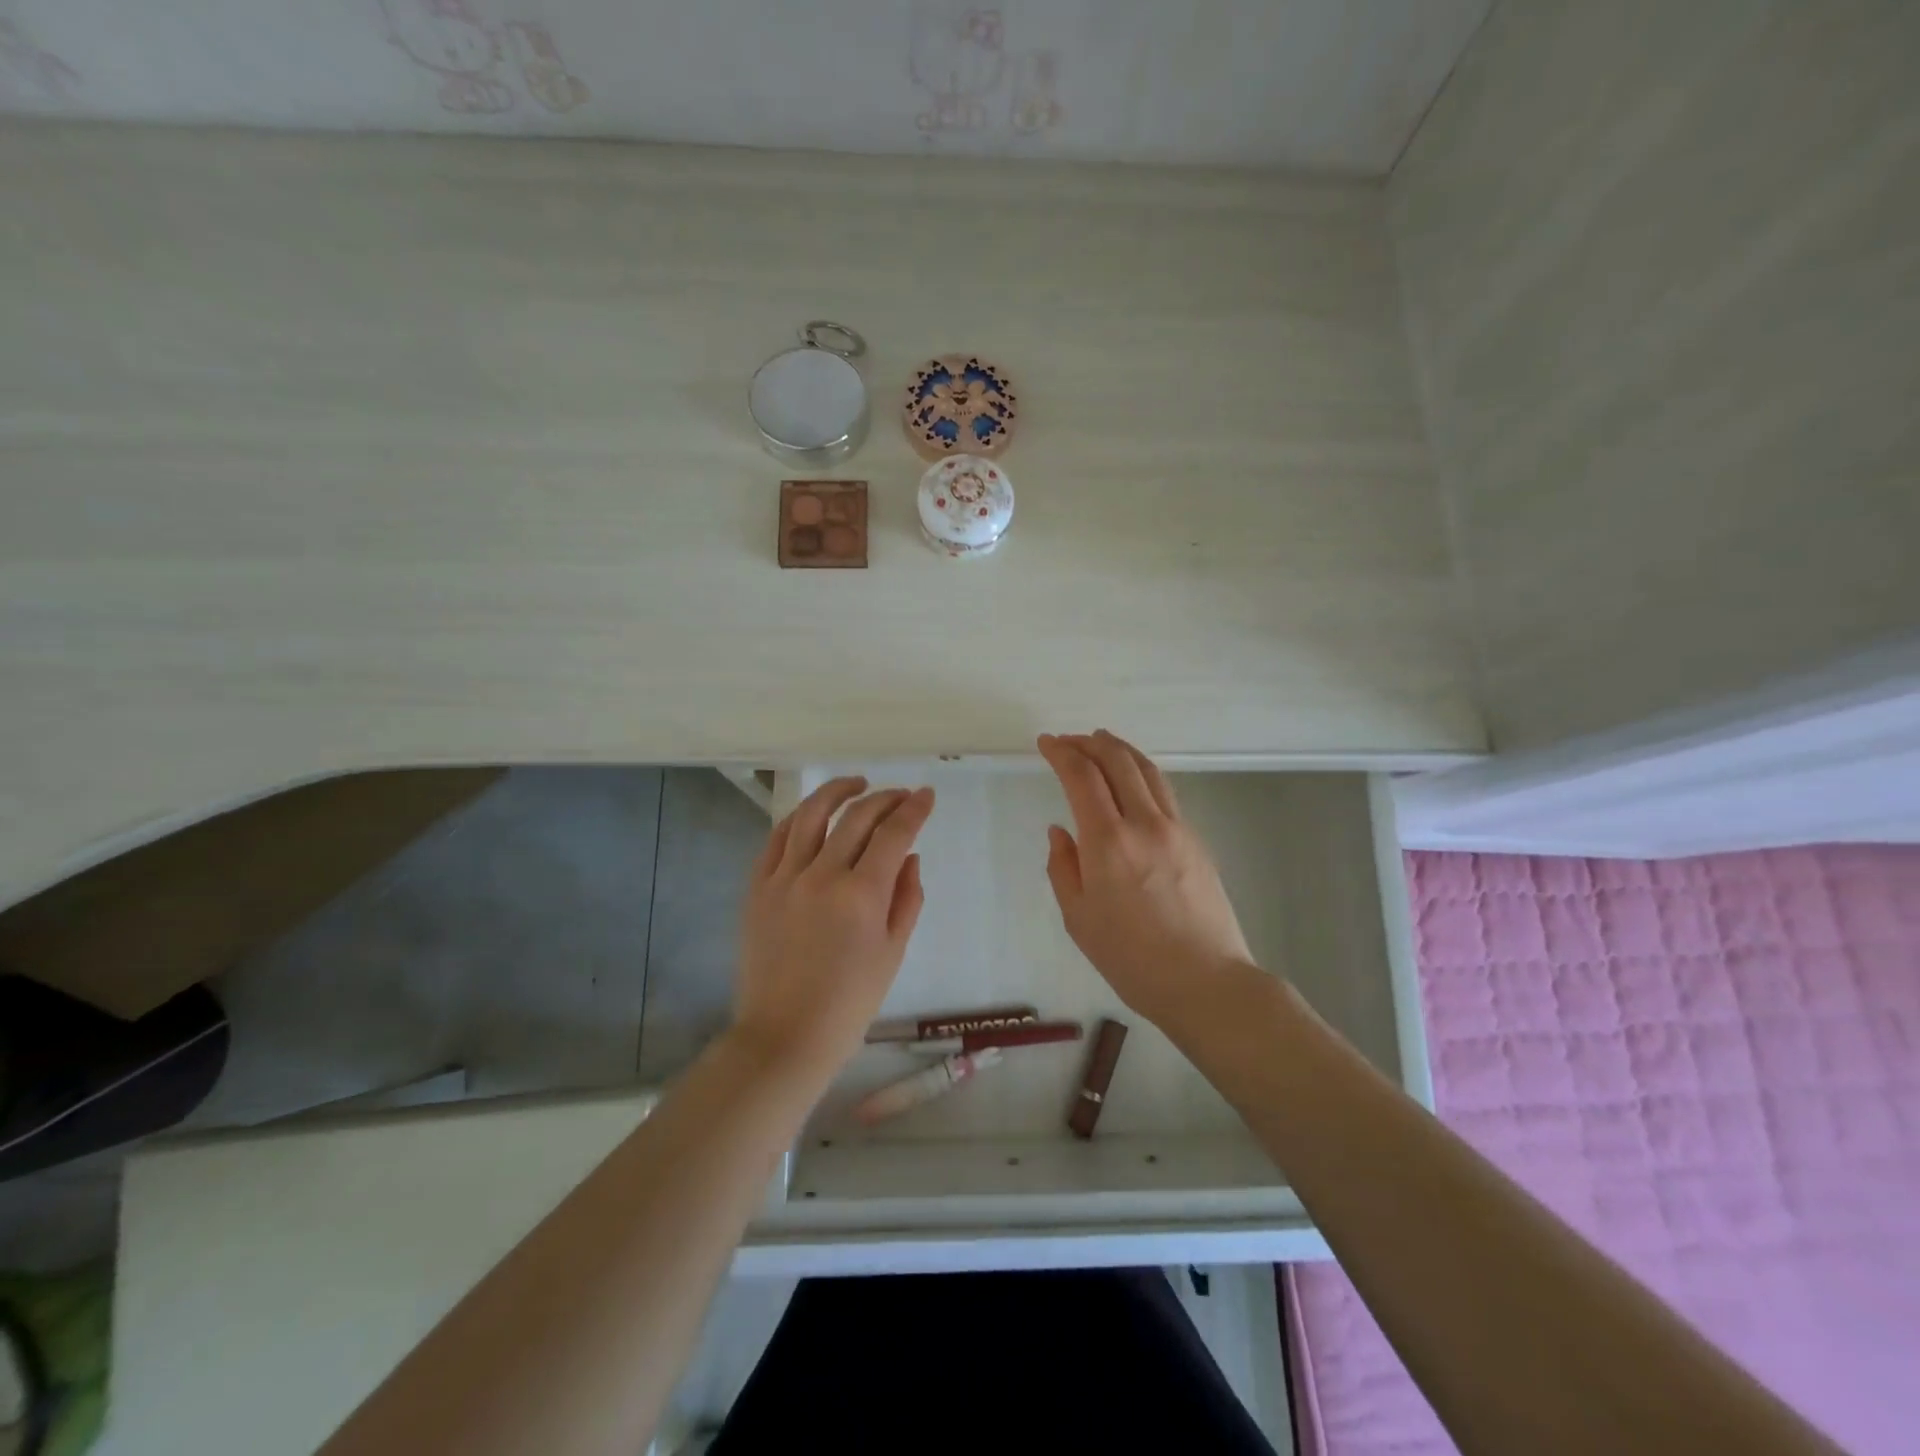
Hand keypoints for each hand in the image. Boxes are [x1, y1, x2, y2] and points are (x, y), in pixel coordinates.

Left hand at [732, 777, 933, 1082]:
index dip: (913, 809)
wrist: (784, 1036)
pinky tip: (813, 814)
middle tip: (901, 796)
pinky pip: (777, 838)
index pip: (894, 834)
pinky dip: (799, 818)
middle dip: (885, 799)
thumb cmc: (849, 1003)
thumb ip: (906, 898)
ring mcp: (784, 878)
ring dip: (837, 791)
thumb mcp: (892, 953)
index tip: (925, 796)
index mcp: (862, 895)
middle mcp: (822, 875)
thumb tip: (908, 857)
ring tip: (856, 784)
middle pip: (857, 817)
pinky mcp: (757, 888)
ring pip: (812, 815)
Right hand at [1038, 731, 1253, 1023]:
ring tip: (1101, 741)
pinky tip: (1132, 780)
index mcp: (1108, 842)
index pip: (1081, 777)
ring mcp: (1176, 828)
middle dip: (1089, 742)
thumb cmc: (1131, 959)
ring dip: (1120, 749)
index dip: (1061, 753)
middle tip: (1068, 739)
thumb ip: (1063, 868)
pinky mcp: (1196, 839)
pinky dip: (1141, 772)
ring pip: (1147, 770)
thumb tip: (1061, 832)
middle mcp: (1144, 823)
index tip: (1046, 743)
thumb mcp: (1079, 919)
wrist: (1206, 981)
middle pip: (1117, 761)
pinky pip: (1164, 791)